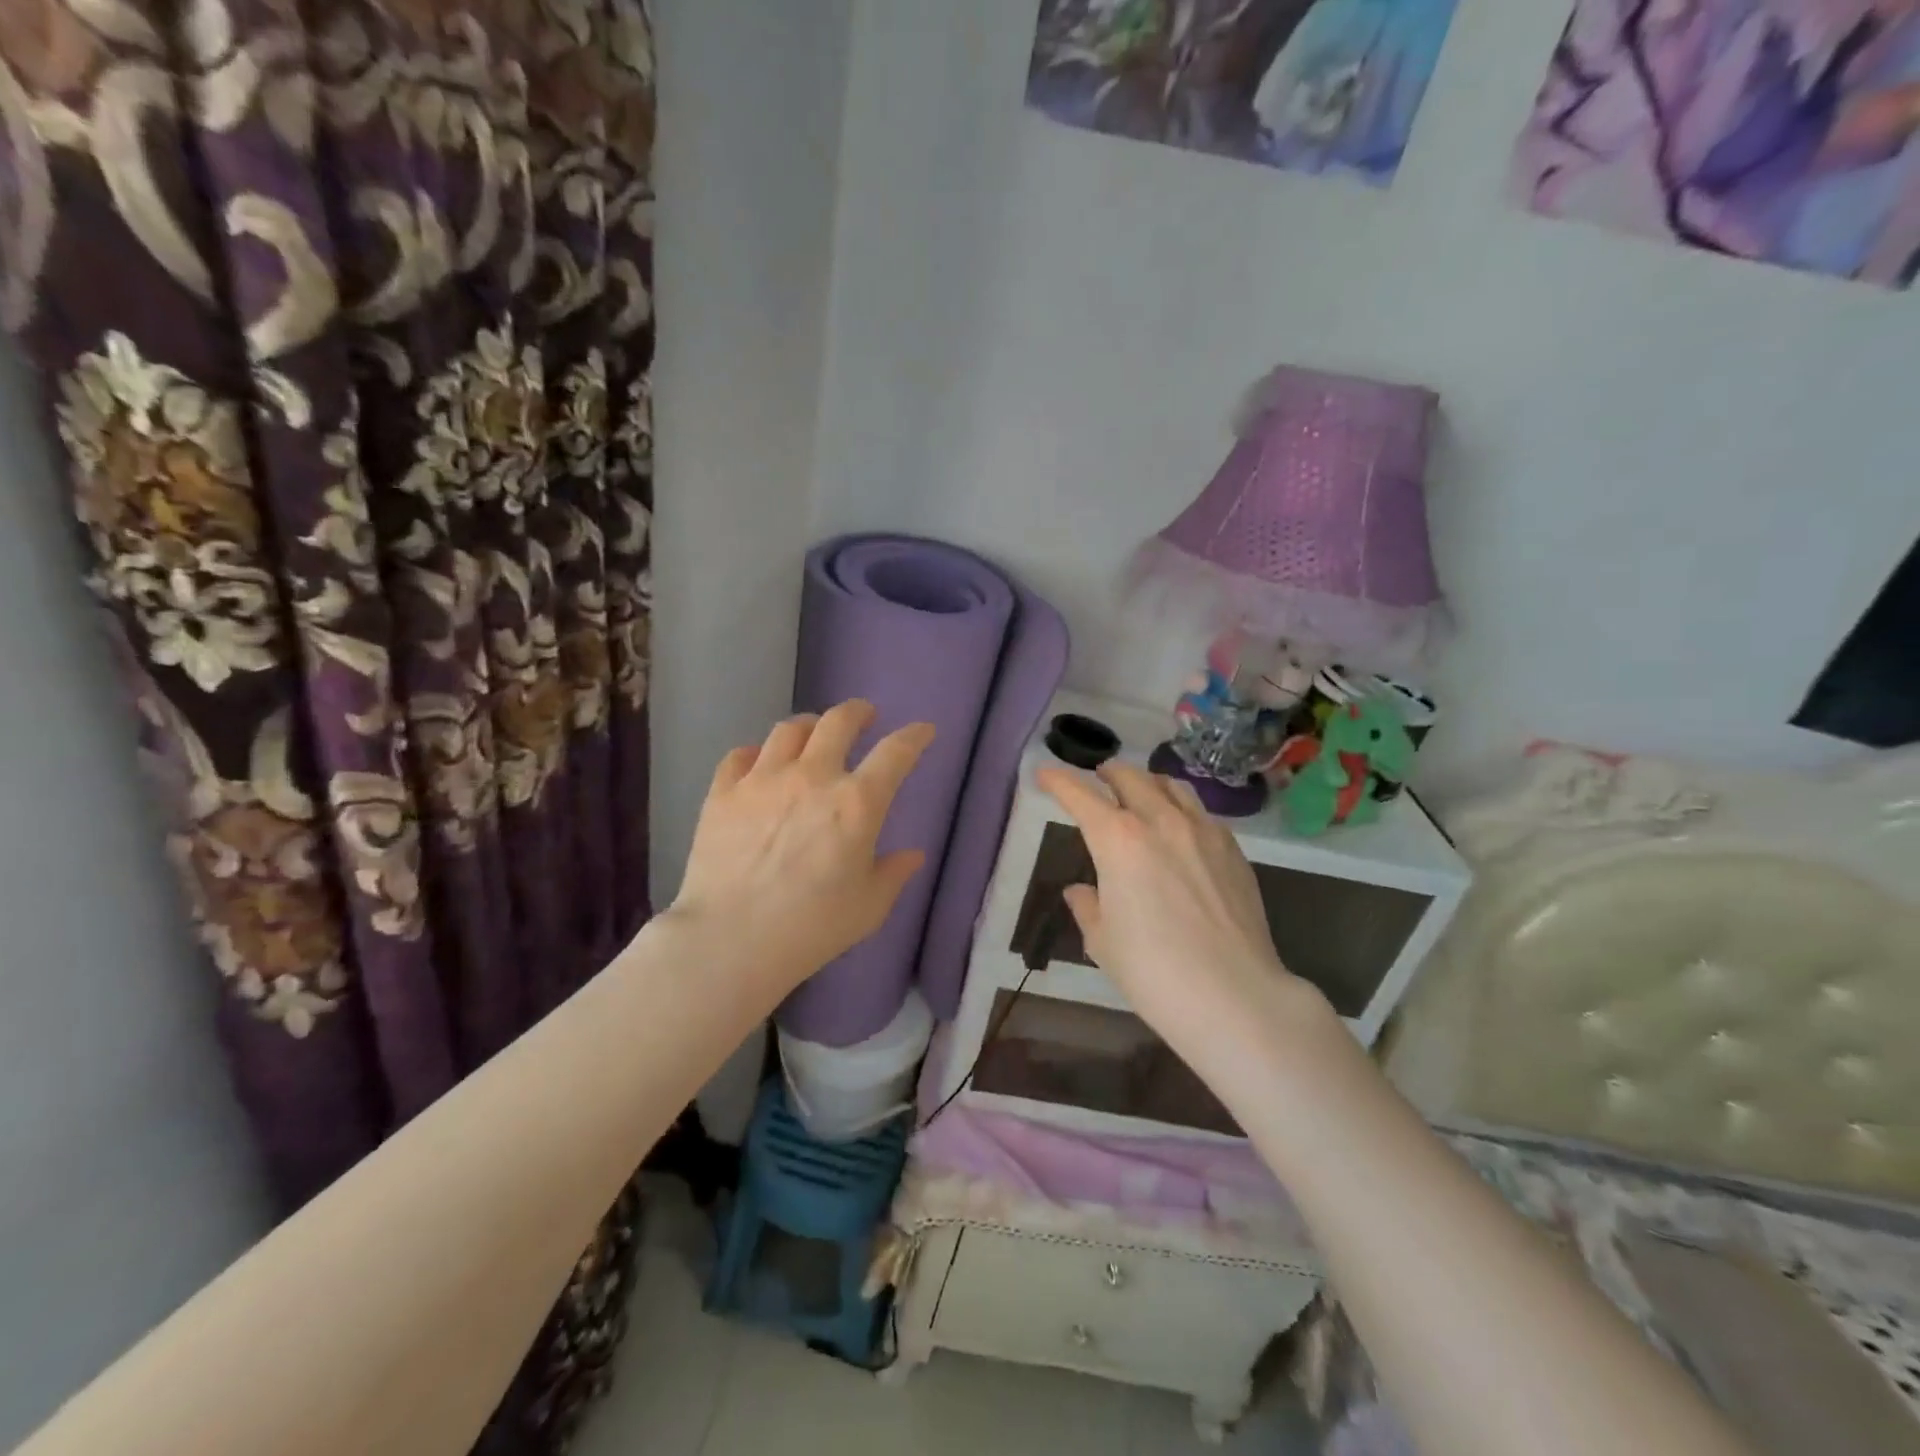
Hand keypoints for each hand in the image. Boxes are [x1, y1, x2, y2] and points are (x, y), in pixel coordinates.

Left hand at [671, 701, 934, 995]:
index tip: (923, 730)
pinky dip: (757, 753)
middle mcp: (812, 777)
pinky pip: (740, 755)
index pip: (896, 753)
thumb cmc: (812, 928)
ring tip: (812, 734)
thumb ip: (894, 873)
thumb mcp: (869, 907)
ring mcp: (763, 780)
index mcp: (857, 803)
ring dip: (809, 726)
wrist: (730, 941)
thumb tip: (913, 855)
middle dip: (857, 712)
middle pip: (838, 721)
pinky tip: (760, 763)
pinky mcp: (723, 793)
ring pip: (789, 730)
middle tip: (864, 717)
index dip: (914, 736)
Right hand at [1037, 762, 1329, 1083]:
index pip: (1081, 796)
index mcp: (1118, 840)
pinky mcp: (1233, 849)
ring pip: (1171, 786)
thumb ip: (1088, 907)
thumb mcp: (1103, 942)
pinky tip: (1180, 829)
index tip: (1045, 774)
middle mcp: (1160, 821)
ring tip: (1139, 793)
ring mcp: (1203, 831)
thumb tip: (1081, 891)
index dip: (1059, 781)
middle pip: (1130, 777)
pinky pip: (1201, 812)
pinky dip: (1180, 808)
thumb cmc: (1153, 971)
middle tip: (1097, 780)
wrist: (1234, 995)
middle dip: (1107, 774)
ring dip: (1147, 782)